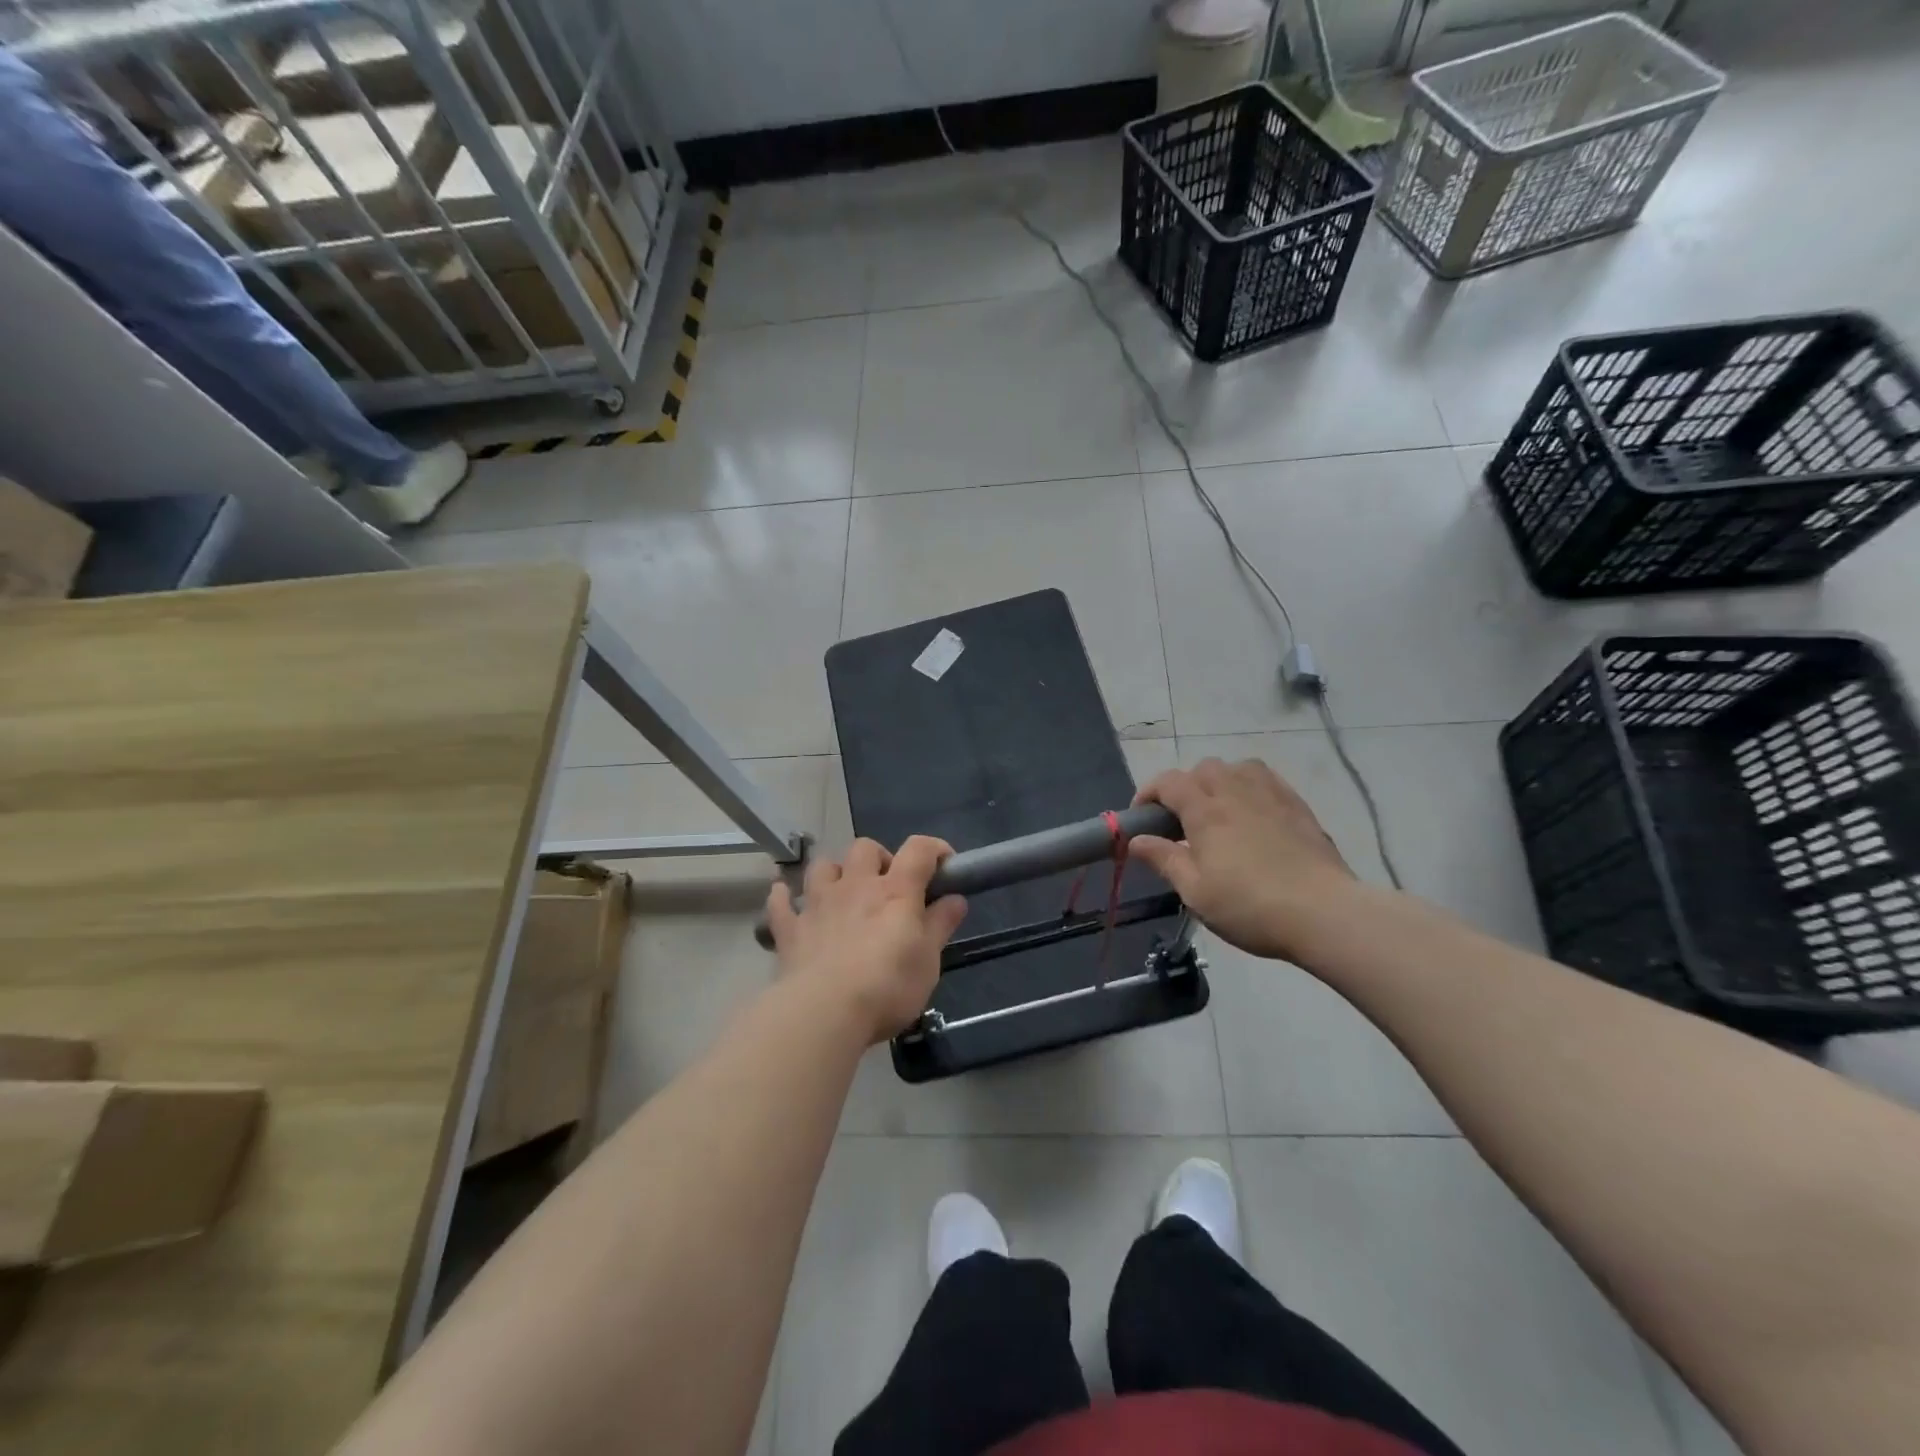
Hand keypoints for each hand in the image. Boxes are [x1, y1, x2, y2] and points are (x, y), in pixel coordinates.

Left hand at [764, 836, 967, 1043]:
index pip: (918, 850)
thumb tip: (956, 899)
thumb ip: (941, 925)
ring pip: (823, 865)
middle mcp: (855, 886)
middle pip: (865, 847)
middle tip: (888, 886)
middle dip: (879, 858)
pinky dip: (785, 897)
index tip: (945, 865)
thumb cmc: (887, 986)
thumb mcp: (928, 960)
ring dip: (835, 872)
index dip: (935, 849)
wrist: (823, 1012)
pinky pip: (781, 902)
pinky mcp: (790, 929)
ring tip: (844, 892)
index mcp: (895, 891)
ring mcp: (818, 904)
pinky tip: (787, 898)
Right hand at [1131, 758, 1358, 961]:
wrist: (1324, 913)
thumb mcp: (1196, 892)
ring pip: (1237, 767)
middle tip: (1182, 819)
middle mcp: (1235, 792)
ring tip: (1219, 809)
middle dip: (1185, 786)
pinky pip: (1267, 778)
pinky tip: (1253, 810)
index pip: (1169, 782)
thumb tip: (1136, 840)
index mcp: (1205, 811)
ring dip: (1219, 780)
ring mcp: (1271, 795)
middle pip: (1203, 769)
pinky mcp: (1298, 806)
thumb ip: (1165, 860)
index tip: (1142, 817)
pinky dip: (1250, 785)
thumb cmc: (1250, 906)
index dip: (1149, 792)